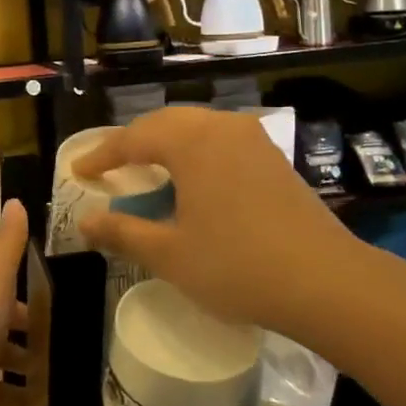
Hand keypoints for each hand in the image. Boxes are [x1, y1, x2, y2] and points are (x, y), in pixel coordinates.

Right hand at [75, 107, 368, 336]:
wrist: (327, 282)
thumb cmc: (237, 266)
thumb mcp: (169, 254)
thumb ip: (122, 232)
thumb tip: (85, 222)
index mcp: (191, 142)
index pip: (133, 138)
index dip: (101, 155)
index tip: (78, 171)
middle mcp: (222, 127)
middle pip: (165, 123)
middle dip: (133, 143)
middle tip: (109, 167)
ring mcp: (253, 140)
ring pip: (196, 129)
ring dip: (166, 145)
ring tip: (146, 170)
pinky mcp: (274, 158)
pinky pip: (221, 141)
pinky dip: (195, 153)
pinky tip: (193, 182)